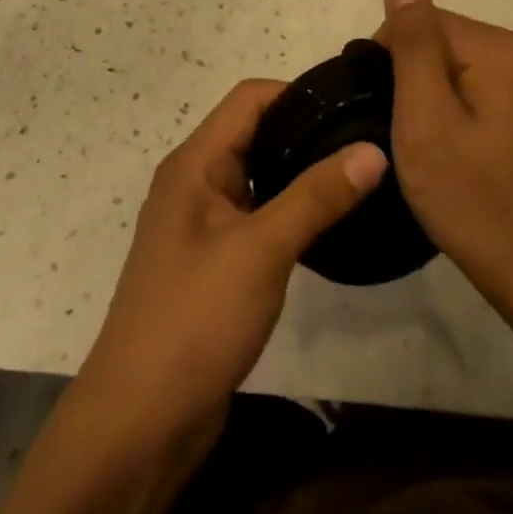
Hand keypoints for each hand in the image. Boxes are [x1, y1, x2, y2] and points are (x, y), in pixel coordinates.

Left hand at [73, 79, 387, 450]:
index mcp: (194, 163)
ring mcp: (201, 224)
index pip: (248, 99)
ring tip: (356, 175)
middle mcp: (194, 182)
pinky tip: (325, 224)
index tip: (350, 103)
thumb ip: (316, 196)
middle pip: (252, 133)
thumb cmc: (195, 319)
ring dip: (298, 171)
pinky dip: (287, 209)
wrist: (140, 421)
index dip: (297, 92)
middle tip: (365, 139)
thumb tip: (372, 149)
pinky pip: (255, 215)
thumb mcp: (261, 250)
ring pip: (256, 176)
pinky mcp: (212, 261)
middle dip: (304, 130)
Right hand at [376, 0, 512, 304]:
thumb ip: (413, 42)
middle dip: (413, 82)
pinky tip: (454, 151)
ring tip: (432, 150)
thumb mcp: (427, 118)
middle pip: (439, 41)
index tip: (390, 116)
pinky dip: (452, 111)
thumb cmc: (474, 198)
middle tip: (412, 140)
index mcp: (502, 47)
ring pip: (452, 66)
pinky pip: (473, 86)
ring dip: (430, 100)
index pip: (421, 23)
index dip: (392, 65)